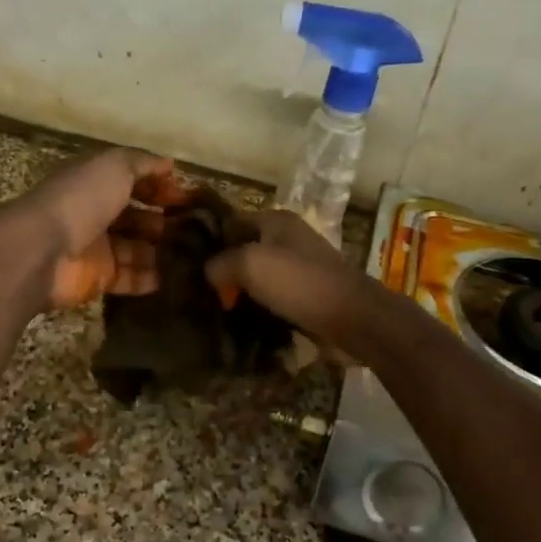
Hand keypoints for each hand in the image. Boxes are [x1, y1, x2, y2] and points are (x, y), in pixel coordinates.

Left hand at [0, 149, 190, 311]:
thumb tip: (170, 164)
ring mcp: (96, 248)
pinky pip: (129, 278)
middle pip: (135, 216)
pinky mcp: (97, 278)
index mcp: (94, 182)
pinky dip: (150, 278)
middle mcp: (94, 212)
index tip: (188, 197)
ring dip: (162, 251)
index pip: (132, 180)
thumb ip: (143, 163)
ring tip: (193, 254)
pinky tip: (174, 277)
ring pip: (136, 249)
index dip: (159, 186)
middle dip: (163, 221)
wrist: (40, 251)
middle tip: (196, 229)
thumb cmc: (79, 200)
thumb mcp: (114, 166)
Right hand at [203, 210, 380, 356]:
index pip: (231, 221)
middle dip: (224, 269)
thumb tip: (209, 272)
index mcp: (276, 220)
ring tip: (216, 309)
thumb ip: (220, 263)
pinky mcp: (308, 293)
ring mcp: (301, 266)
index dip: (209, 240)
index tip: (187, 263)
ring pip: (259, 275)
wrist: (353, 318)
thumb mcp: (250, 264)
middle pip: (244, 249)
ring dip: (241, 291)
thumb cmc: (299, 283)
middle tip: (199, 291)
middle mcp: (289, 237)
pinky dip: (259, 306)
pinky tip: (243, 321)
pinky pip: (274, 296)